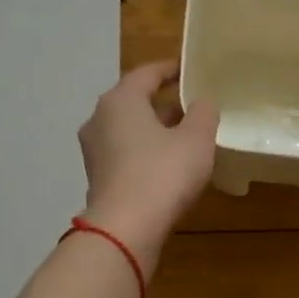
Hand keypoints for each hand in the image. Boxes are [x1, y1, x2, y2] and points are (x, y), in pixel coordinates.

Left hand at [78, 60, 218, 270]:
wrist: (126, 227)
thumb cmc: (163, 173)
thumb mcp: (196, 140)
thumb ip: (203, 113)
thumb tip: (202, 101)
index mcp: (121, 100)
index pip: (146, 74)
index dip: (170, 69)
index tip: (188, 69)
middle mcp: (100, 119)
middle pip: (135, 102)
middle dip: (163, 104)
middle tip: (192, 108)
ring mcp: (95, 151)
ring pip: (129, 130)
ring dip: (154, 131)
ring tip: (183, 139)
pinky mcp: (99, 178)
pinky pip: (126, 155)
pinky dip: (145, 154)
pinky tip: (167, 167)